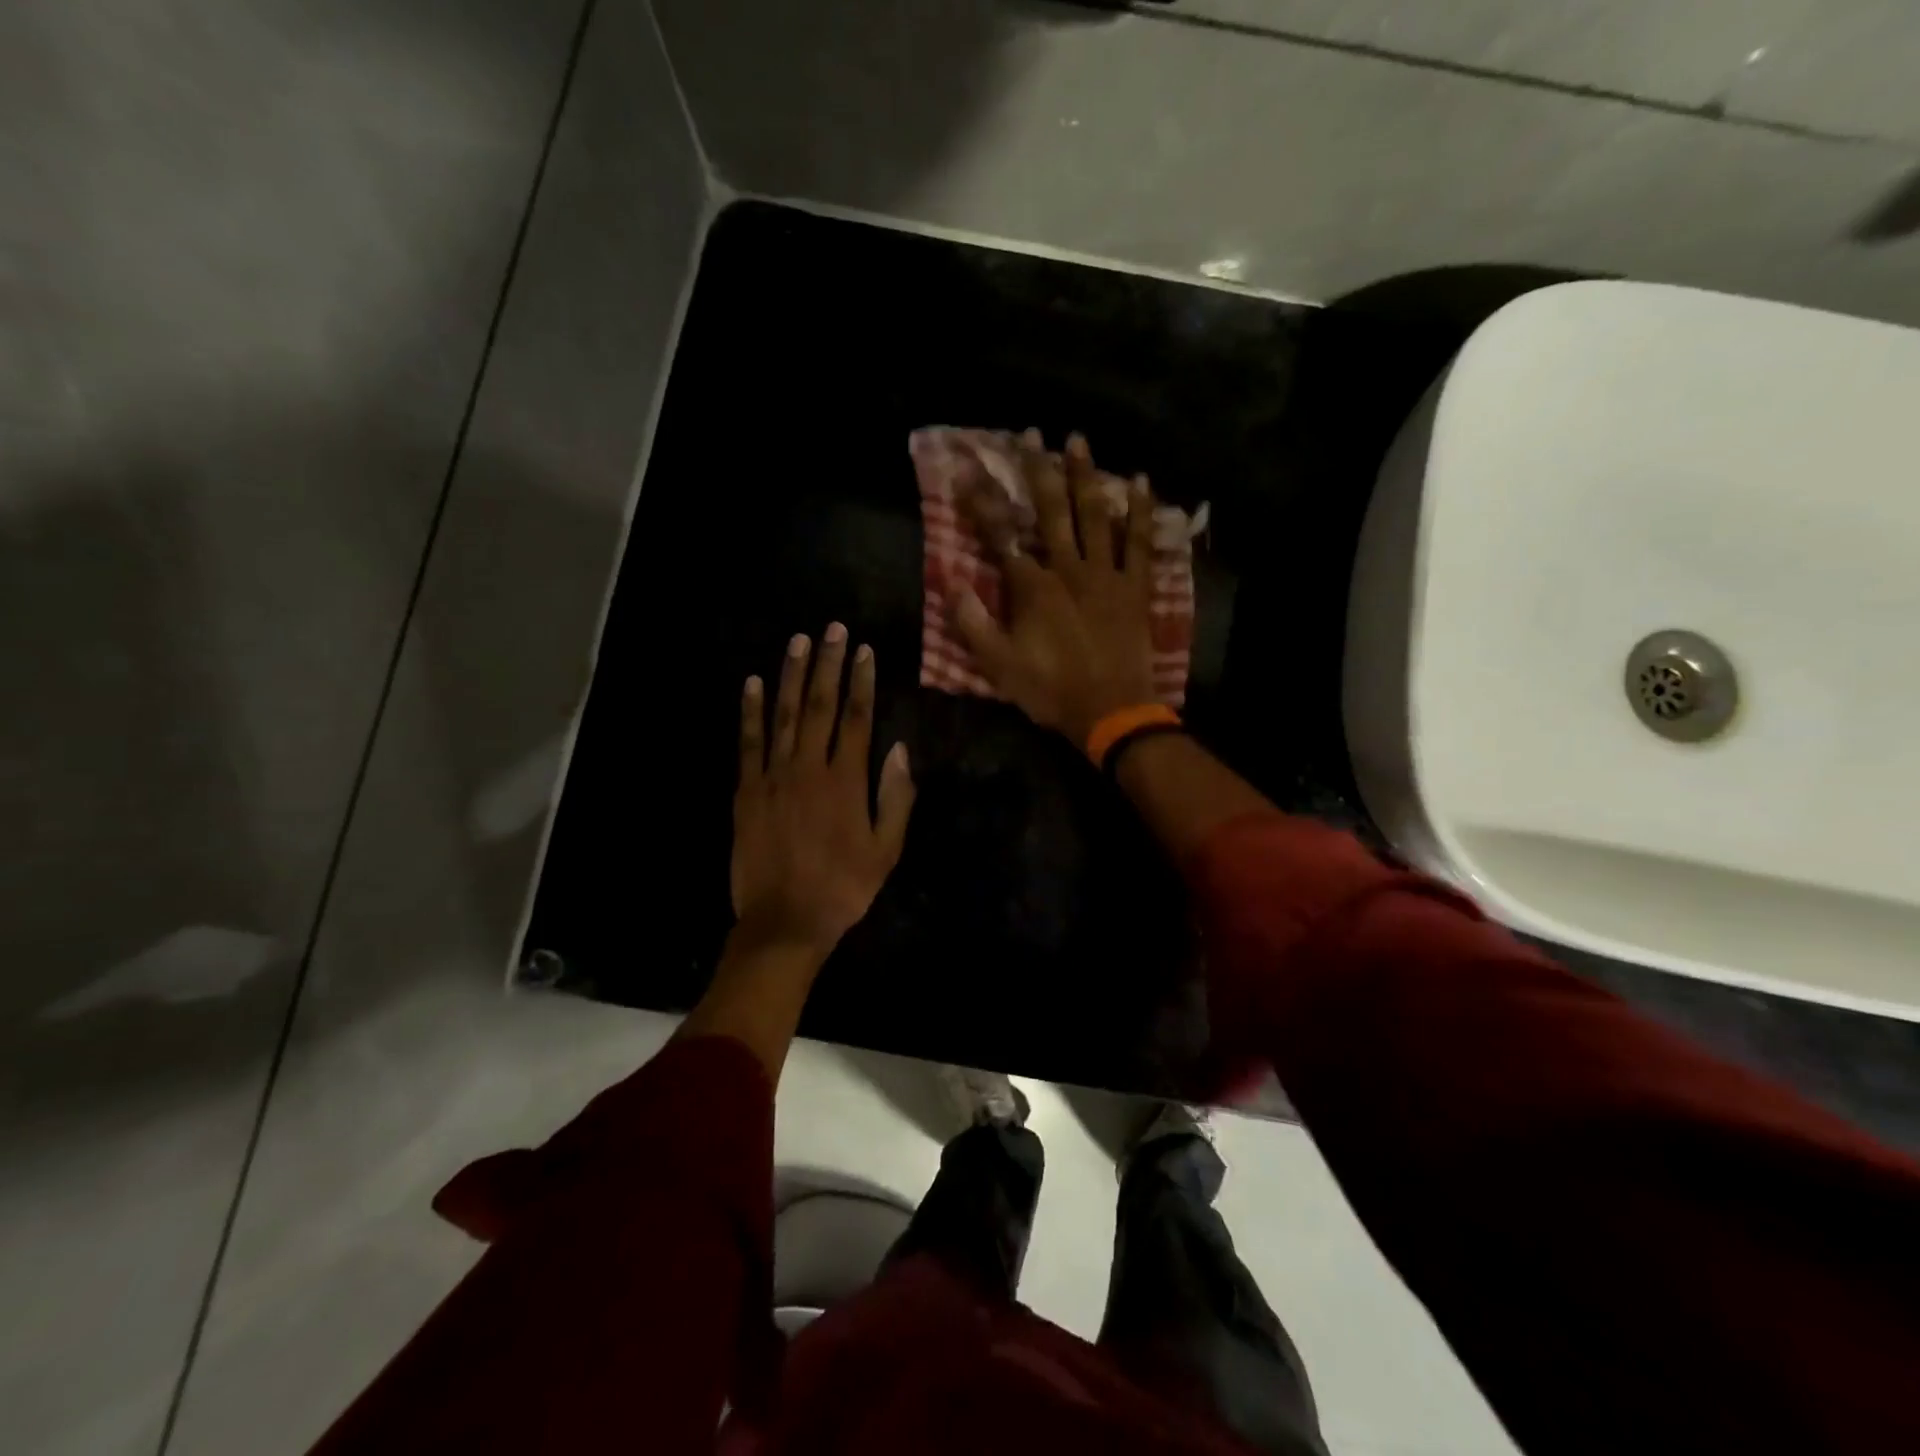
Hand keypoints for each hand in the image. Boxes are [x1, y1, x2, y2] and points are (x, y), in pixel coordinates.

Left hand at [731, 624, 915, 955]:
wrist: (784, 921)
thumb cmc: (843, 887)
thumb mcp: (886, 850)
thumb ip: (895, 797)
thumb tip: (898, 748)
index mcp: (846, 780)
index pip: (857, 718)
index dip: (861, 681)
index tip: (863, 650)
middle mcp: (809, 768)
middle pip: (819, 705)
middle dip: (827, 664)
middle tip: (832, 628)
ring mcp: (773, 776)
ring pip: (783, 714)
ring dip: (790, 675)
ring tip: (798, 641)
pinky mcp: (746, 790)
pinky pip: (747, 742)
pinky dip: (749, 711)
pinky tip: (752, 683)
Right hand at [954, 430, 1158, 745]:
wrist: (1111, 711)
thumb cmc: (1051, 690)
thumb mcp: (999, 665)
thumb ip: (972, 623)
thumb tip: (950, 582)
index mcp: (1032, 587)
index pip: (1000, 535)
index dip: (981, 501)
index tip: (967, 468)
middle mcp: (1067, 569)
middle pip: (1050, 511)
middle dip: (1036, 470)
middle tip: (1031, 434)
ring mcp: (1105, 574)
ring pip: (1094, 515)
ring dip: (1084, 476)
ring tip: (1077, 440)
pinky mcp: (1134, 587)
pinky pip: (1139, 542)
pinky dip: (1140, 511)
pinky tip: (1139, 482)